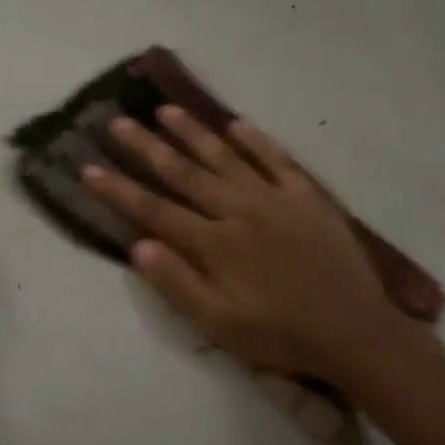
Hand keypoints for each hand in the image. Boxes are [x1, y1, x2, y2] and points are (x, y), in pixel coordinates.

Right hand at [81, 108, 426, 384]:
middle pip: (184, 173)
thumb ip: (176, 284)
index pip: (154, 210)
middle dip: (146, 148)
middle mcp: (239, 210)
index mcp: (215, 244)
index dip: (118, 190)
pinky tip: (236, 124)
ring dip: (193, 132)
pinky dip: (256, 141)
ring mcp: (275, 199)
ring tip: (165, 110)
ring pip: (225, 157)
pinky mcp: (307, 198)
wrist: (355, 333)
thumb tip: (138, 246)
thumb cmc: (280, 334)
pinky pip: (277, 160)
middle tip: (118, 123)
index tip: (88, 168)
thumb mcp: (219, 324)